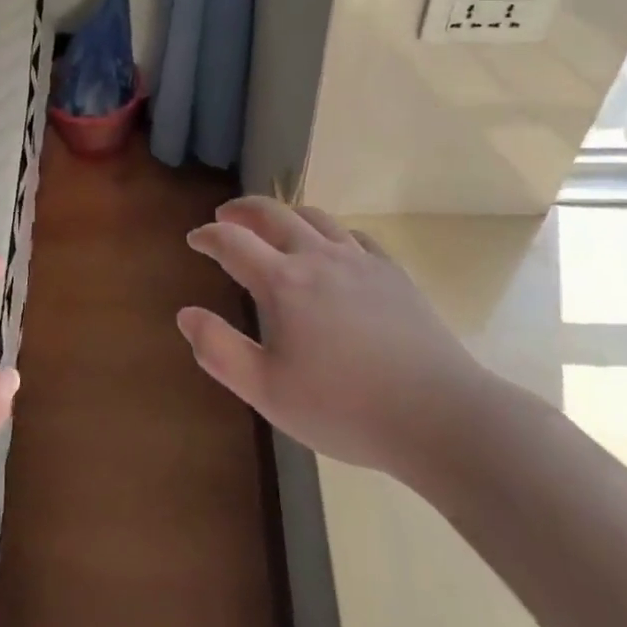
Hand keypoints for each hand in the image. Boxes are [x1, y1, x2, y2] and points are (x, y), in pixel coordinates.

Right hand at [179, 198, 492, 485]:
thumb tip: (186, 314)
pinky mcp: (393, 273)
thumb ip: (220, 350)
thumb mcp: (268, 392)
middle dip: (242, 209)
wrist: (440, 416)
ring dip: (285, 214)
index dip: (208, 236)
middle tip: (225, 215)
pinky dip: (330, 232)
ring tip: (274, 225)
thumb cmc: (345, 409)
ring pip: (315, 217)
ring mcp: (360, 261)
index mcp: (283, 282)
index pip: (233, 242)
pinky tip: (333, 249)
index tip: (195, 238)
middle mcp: (318, 257)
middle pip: (272, 213)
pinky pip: (354, 236)